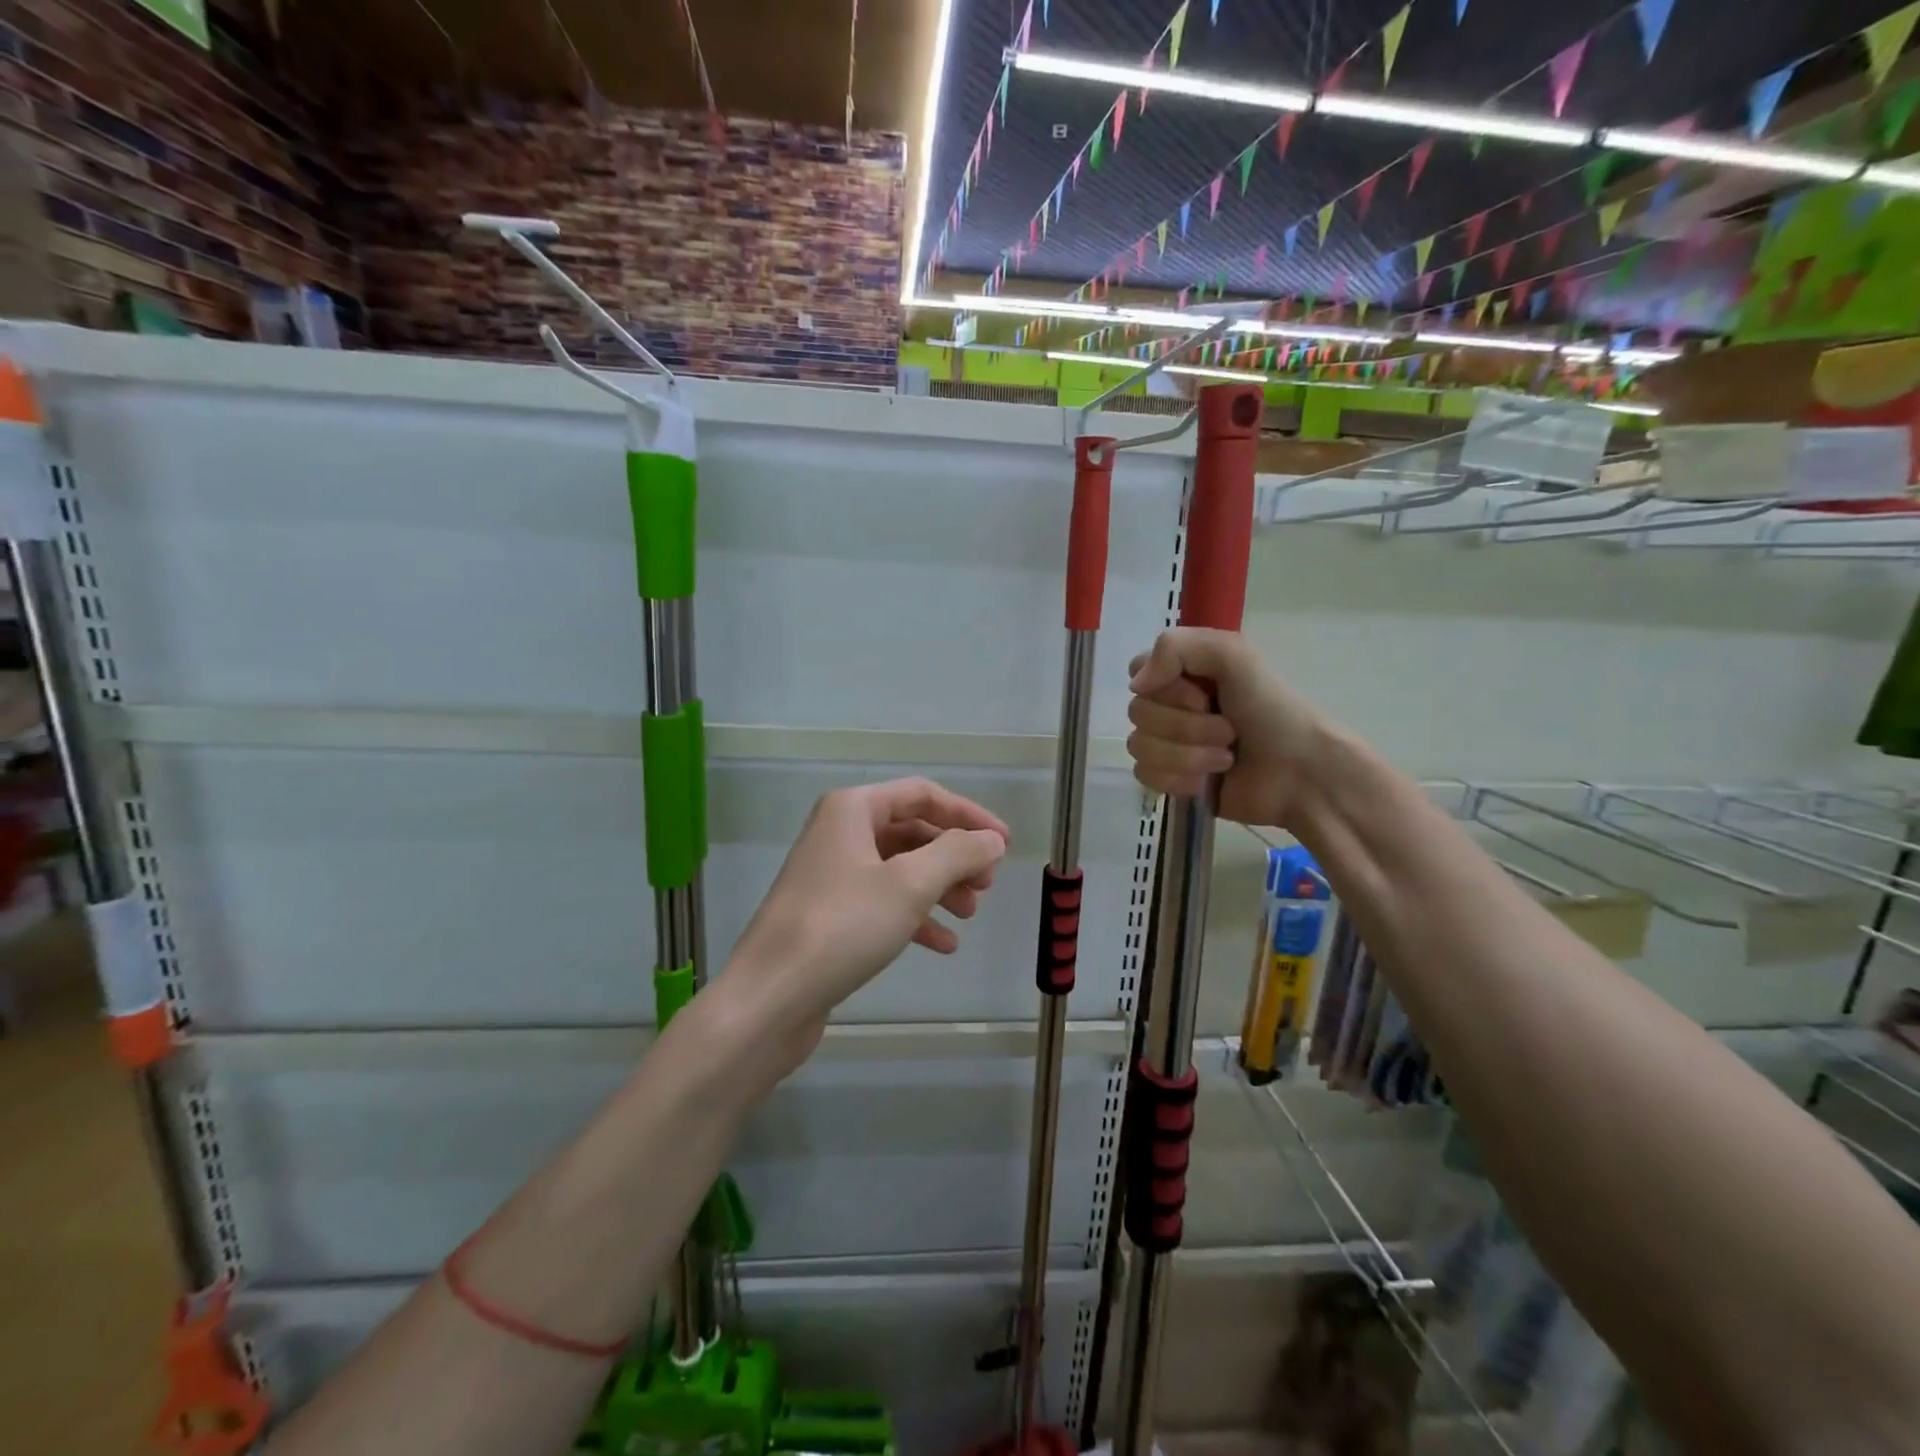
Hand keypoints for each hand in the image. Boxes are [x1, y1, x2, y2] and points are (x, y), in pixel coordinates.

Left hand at [721, 777, 1008, 1085]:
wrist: (770, 998)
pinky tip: (943, 944)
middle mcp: (839, 833)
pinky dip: (914, 917)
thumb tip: (991, 839)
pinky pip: (882, 903)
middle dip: (953, 856)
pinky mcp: (828, 915)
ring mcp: (831, 875)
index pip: (922, 795)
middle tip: (986, 885)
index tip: (1004, 843)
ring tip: (970, 914)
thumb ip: (958, 854)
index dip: (968, 815)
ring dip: (939, 887)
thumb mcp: (911, 884)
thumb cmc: (843, 926)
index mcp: (852, 810)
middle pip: (911, 832)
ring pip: (899, 869)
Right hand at [1127, 628, 1329, 827]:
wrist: (1301, 774)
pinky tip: (1206, 783)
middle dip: (1186, 726)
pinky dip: (1178, 779)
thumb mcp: (1234, 656)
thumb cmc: (1274, 711)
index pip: (1137, 671)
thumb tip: (1136, 685)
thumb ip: (1176, 647)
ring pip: (1140, 747)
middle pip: (1138, 713)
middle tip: (1228, 730)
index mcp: (1184, 672)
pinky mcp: (1170, 780)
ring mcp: (1168, 744)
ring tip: (1225, 758)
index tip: (1201, 694)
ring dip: (1187, 755)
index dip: (1165, 687)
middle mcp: (1171, 705)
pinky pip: (1145, 776)